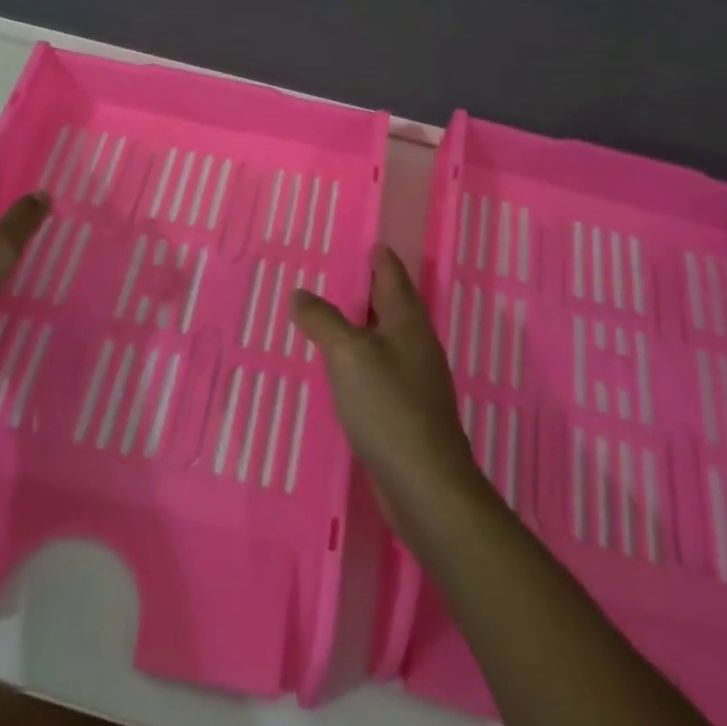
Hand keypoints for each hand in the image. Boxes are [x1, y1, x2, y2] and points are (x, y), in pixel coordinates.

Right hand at [294, 247, 484, 539]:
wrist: (425, 485)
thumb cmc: (388, 407)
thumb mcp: (348, 354)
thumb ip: (323, 320)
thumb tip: (301, 293)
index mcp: (407, 321)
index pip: (392, 275)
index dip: (378, 256)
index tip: (363, 240)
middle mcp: (416, 344)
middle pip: (392, 304)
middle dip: (367, 288)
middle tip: (333, 273)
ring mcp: (415, 379)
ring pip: (385, 338)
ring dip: (361, 324)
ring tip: (329, 316)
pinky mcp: (407, 410)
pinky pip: (380, 368)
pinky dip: (360, 358)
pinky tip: (341, 368)